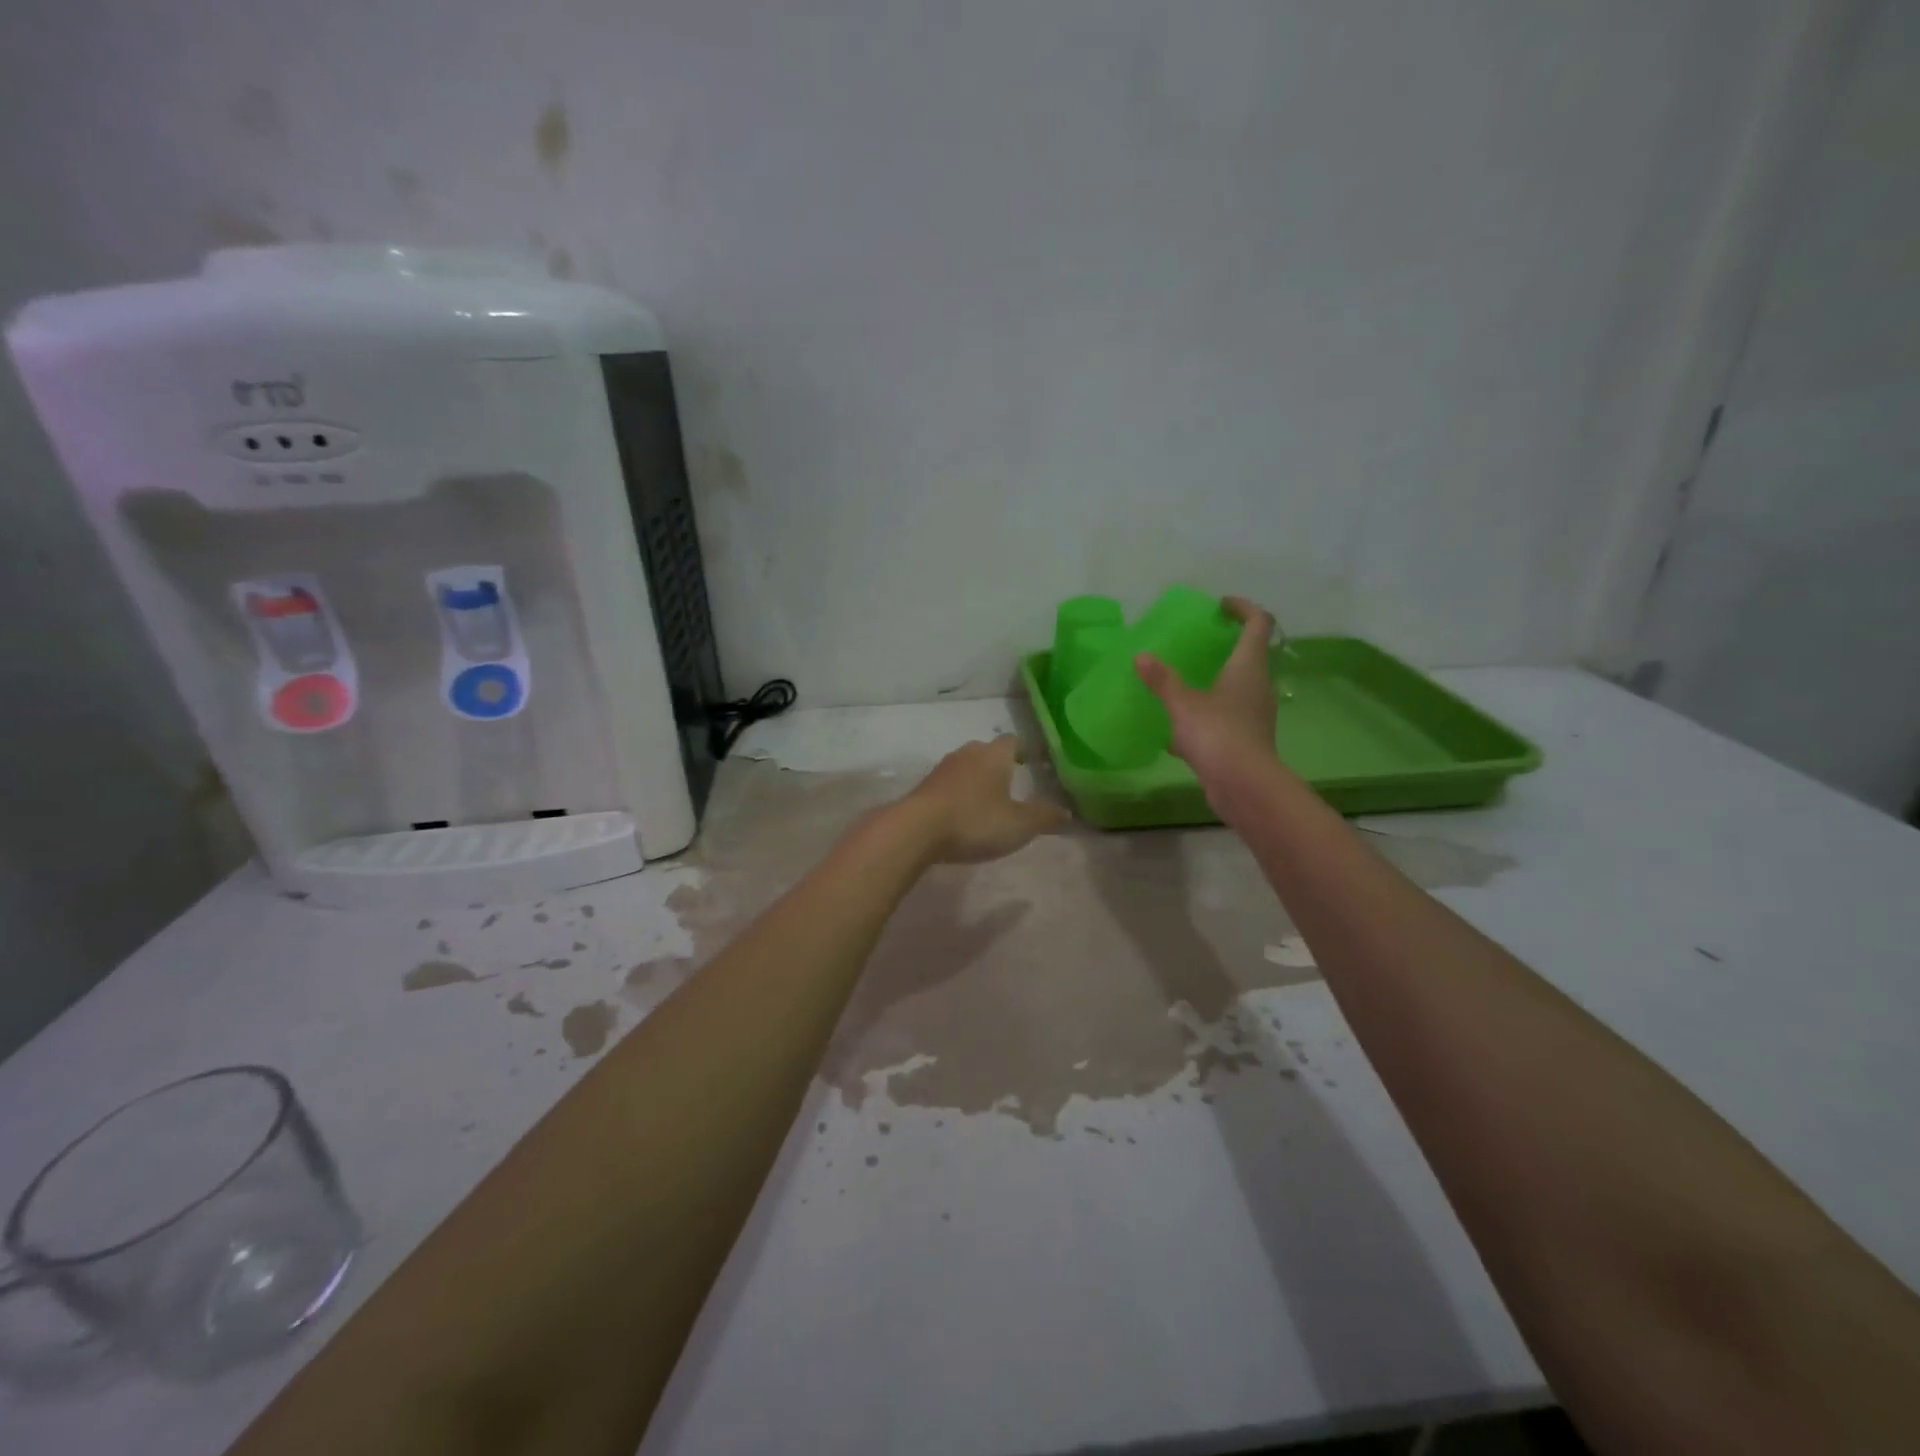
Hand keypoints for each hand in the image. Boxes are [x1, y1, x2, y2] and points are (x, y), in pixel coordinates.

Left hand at [900, 736, 1069, 863]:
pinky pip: (948, 784)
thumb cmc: (975, 821)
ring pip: (966, 766)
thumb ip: (1044, 817)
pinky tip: (962, 813)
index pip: (1013, 741)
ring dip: (977, 779)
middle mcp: (968, 753)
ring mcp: (942, 768)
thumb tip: (1067, 812)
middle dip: (1000, 764)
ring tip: (988, 800)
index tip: (1033, 762)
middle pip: (987, 751)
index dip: (1024, 750)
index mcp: (994, 754)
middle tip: (1012, 782)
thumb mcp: (1019, 824)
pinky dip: (958, 794)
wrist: (916, 830)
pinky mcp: (924, 787)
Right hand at [1134, 596, 1278, 789]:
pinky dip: (1204, 718)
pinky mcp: (1245, 740)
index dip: (1243, 608)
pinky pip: (1224, 719)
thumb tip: (1141, 657)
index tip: (1221, 606)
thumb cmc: (1218, 734)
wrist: (1244, 786)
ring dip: (1213, 683)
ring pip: (1235, 689)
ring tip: (1182, 686)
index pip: (1258, 624)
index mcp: (1248, 667)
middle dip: (1224, 647)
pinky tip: (1177, 734)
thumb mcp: (1182, 704)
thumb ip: (1162, 680)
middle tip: (1197, 644)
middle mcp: (1257, 686)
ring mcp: (1253, 715)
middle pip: (1249, 656)